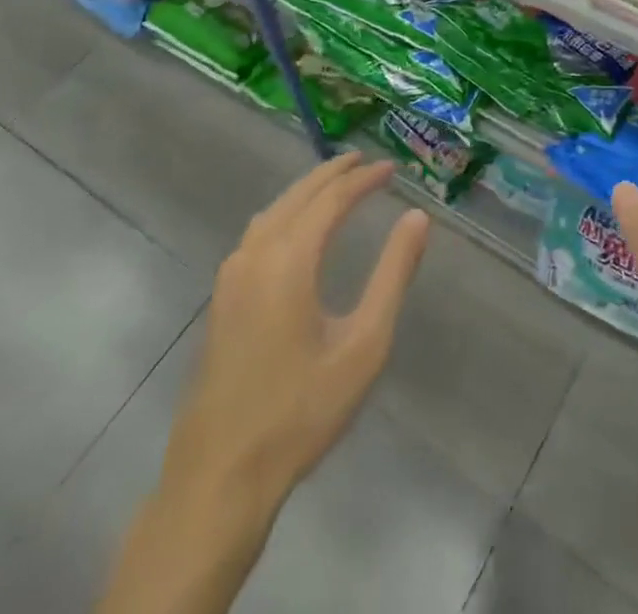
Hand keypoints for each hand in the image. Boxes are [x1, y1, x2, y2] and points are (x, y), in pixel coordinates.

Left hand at [164, 152, 430, 510]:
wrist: (220, 476)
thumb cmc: (300, 411)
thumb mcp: (364, 344)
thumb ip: (393, 275)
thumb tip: (417, 218)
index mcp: (289, 260)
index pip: (331, 199)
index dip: (363, 178)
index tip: (391, 168)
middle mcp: (255, 255)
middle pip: (297, 196)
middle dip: (332, 174)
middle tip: (364, 161)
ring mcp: (231, 278)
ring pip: (272, 212)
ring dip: (305, 191)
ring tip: (334, 185)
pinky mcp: (221, 300)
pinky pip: (257, 233)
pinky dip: (284, 213)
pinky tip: (294, 229)